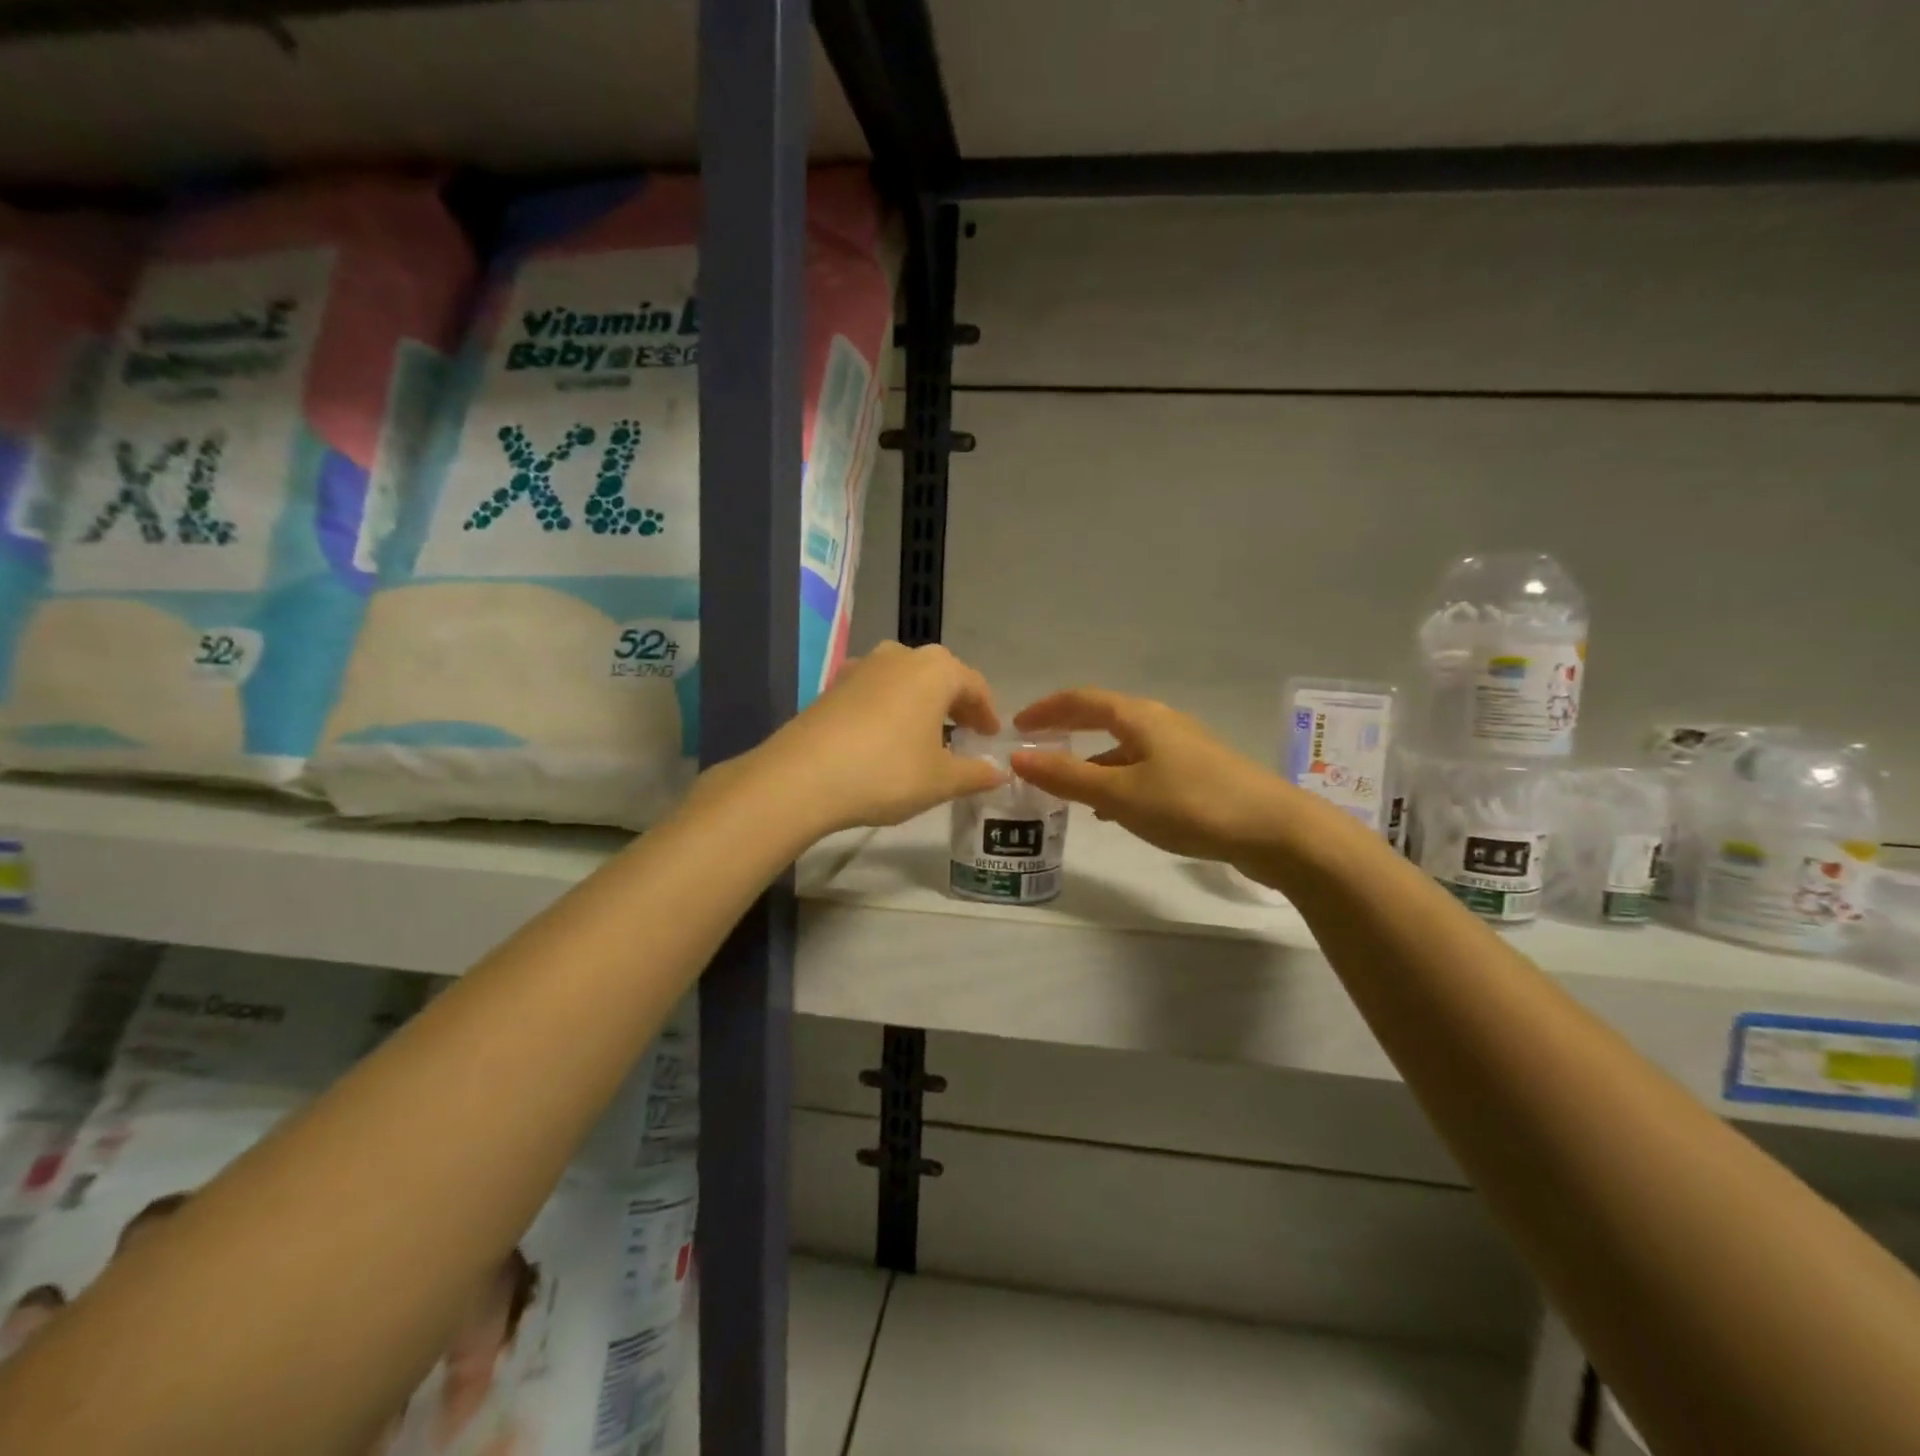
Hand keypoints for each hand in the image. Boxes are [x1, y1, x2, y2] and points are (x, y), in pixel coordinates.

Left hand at [753, 643, 1005, 833]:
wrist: (802, 777)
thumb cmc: (887, 772)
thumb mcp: (940, 780)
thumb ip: (975, 774)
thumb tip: (998, 773)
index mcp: (935, 670)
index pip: (973, 684)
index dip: (987, 711)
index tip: (991, 735)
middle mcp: (900, 657)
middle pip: (938, 673)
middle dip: (955, 701)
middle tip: (964, 730)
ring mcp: (861, 667)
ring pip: (904, 678)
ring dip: (920, 700)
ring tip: (925, 732)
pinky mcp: (833, 686)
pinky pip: (875, 690)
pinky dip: (890, 707)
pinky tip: (885, 735)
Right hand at [1010, 688, 1306, 864]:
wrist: (1275, 831)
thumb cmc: (1191, 804)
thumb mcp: (1121, 793)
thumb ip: (1067, 776)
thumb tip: (1017, 756)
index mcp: (1139, 717)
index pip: (1081, 700)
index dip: (1046, 710)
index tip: (1016, 724)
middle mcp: (1161, 723)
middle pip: (1104, 718)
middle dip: (1067, 731)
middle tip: (1036, 748)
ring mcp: (1183, 748)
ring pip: (1124, 746)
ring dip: (1092, 760)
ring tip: (1066, 786)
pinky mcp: (1198, 774)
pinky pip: (1143, 768)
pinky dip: (1118, 780)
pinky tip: (1113, 810)